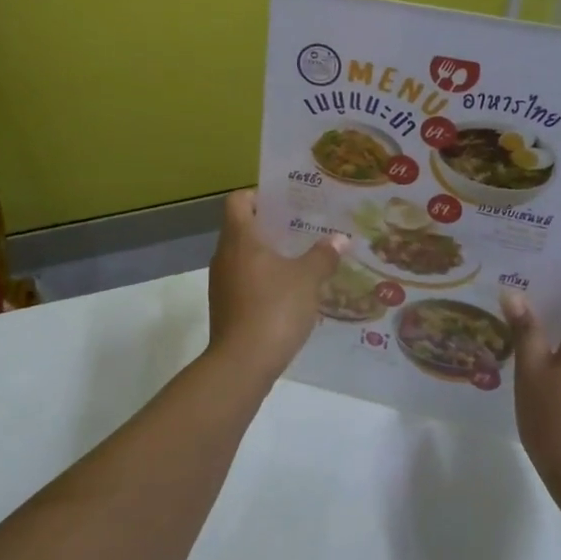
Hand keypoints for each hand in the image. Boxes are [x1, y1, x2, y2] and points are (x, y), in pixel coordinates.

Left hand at [206, 190, 345, 379]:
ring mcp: (222, 283)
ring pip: (244, 257)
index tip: (285, 201)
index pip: (238, 200)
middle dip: (272, 226)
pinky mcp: (226, 307)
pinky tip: (290, 292)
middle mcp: (224, 255)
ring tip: (302, 259)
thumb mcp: (307, 279)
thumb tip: (339, 239)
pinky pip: (245, 281)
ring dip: (269, 255)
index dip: (259, 195)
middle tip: (304, 228)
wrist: (242, 364)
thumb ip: (323, 256)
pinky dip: (264, 279)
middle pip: (242, 228)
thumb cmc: (273, 309)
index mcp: (239, 238)